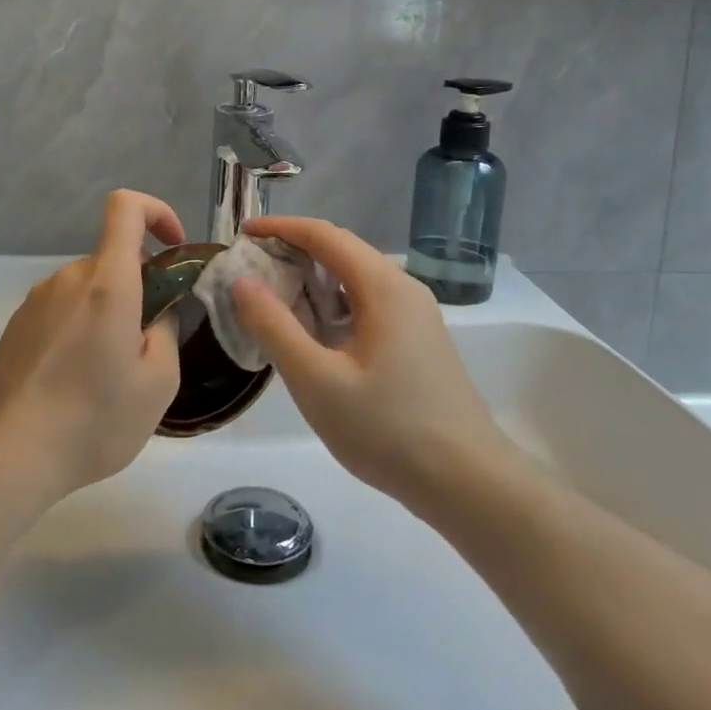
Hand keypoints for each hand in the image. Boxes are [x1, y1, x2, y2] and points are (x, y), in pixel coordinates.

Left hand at [0, 190, 183, 501]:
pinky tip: (74, 381)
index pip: (126, 207)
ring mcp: (36, 300)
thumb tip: (157, 313)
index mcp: (107, 282)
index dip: (156, 212)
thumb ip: (166, 332)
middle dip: (137, 289)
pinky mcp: (17, 325)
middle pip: (112, 259)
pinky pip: (61, 310)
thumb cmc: (94, 419)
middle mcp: (68, 278)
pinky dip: (79, 329)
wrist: (9, 455)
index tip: (172, 248)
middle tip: (145, 346)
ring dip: (107, 314)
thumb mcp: (158, 383)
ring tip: (108, 374)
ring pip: (87, 289)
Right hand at [233, 218, 510, 508]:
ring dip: (314, 278)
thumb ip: (275, 327)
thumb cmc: (388, 429)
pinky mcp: (420, 340)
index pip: (324, 235)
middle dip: (295, 250)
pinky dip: (334, 303)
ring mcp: (416, 315)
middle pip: (342, 251)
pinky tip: (316, 333)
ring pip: (356, 279)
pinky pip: (369, 303)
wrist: (468, 482)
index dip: (281, 228)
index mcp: (382, 287)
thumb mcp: (317, 381)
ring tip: (275, 298)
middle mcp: (403, 288)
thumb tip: (242, 282)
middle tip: (252, 268)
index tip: (243, 233)